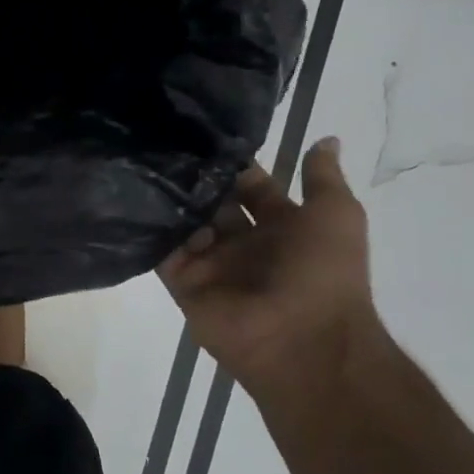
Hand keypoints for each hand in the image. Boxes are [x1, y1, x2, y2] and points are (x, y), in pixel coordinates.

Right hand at [157, 138, 380, 396]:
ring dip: (172, 200)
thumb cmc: (323, 272)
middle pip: (213, 204)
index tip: (206, 135)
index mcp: (282, 228)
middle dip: (196, 180)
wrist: (301, 338)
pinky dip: (151, 229)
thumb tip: (325, 138)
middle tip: (166, 144)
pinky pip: (162, 252)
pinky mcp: (183, 282)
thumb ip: (322, 178)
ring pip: (185, 224)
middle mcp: (244, 244)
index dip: (235, 165)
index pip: (251, 188)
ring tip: (144, 163)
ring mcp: (212, 265)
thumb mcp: (337, 215)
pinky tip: (136, 197)